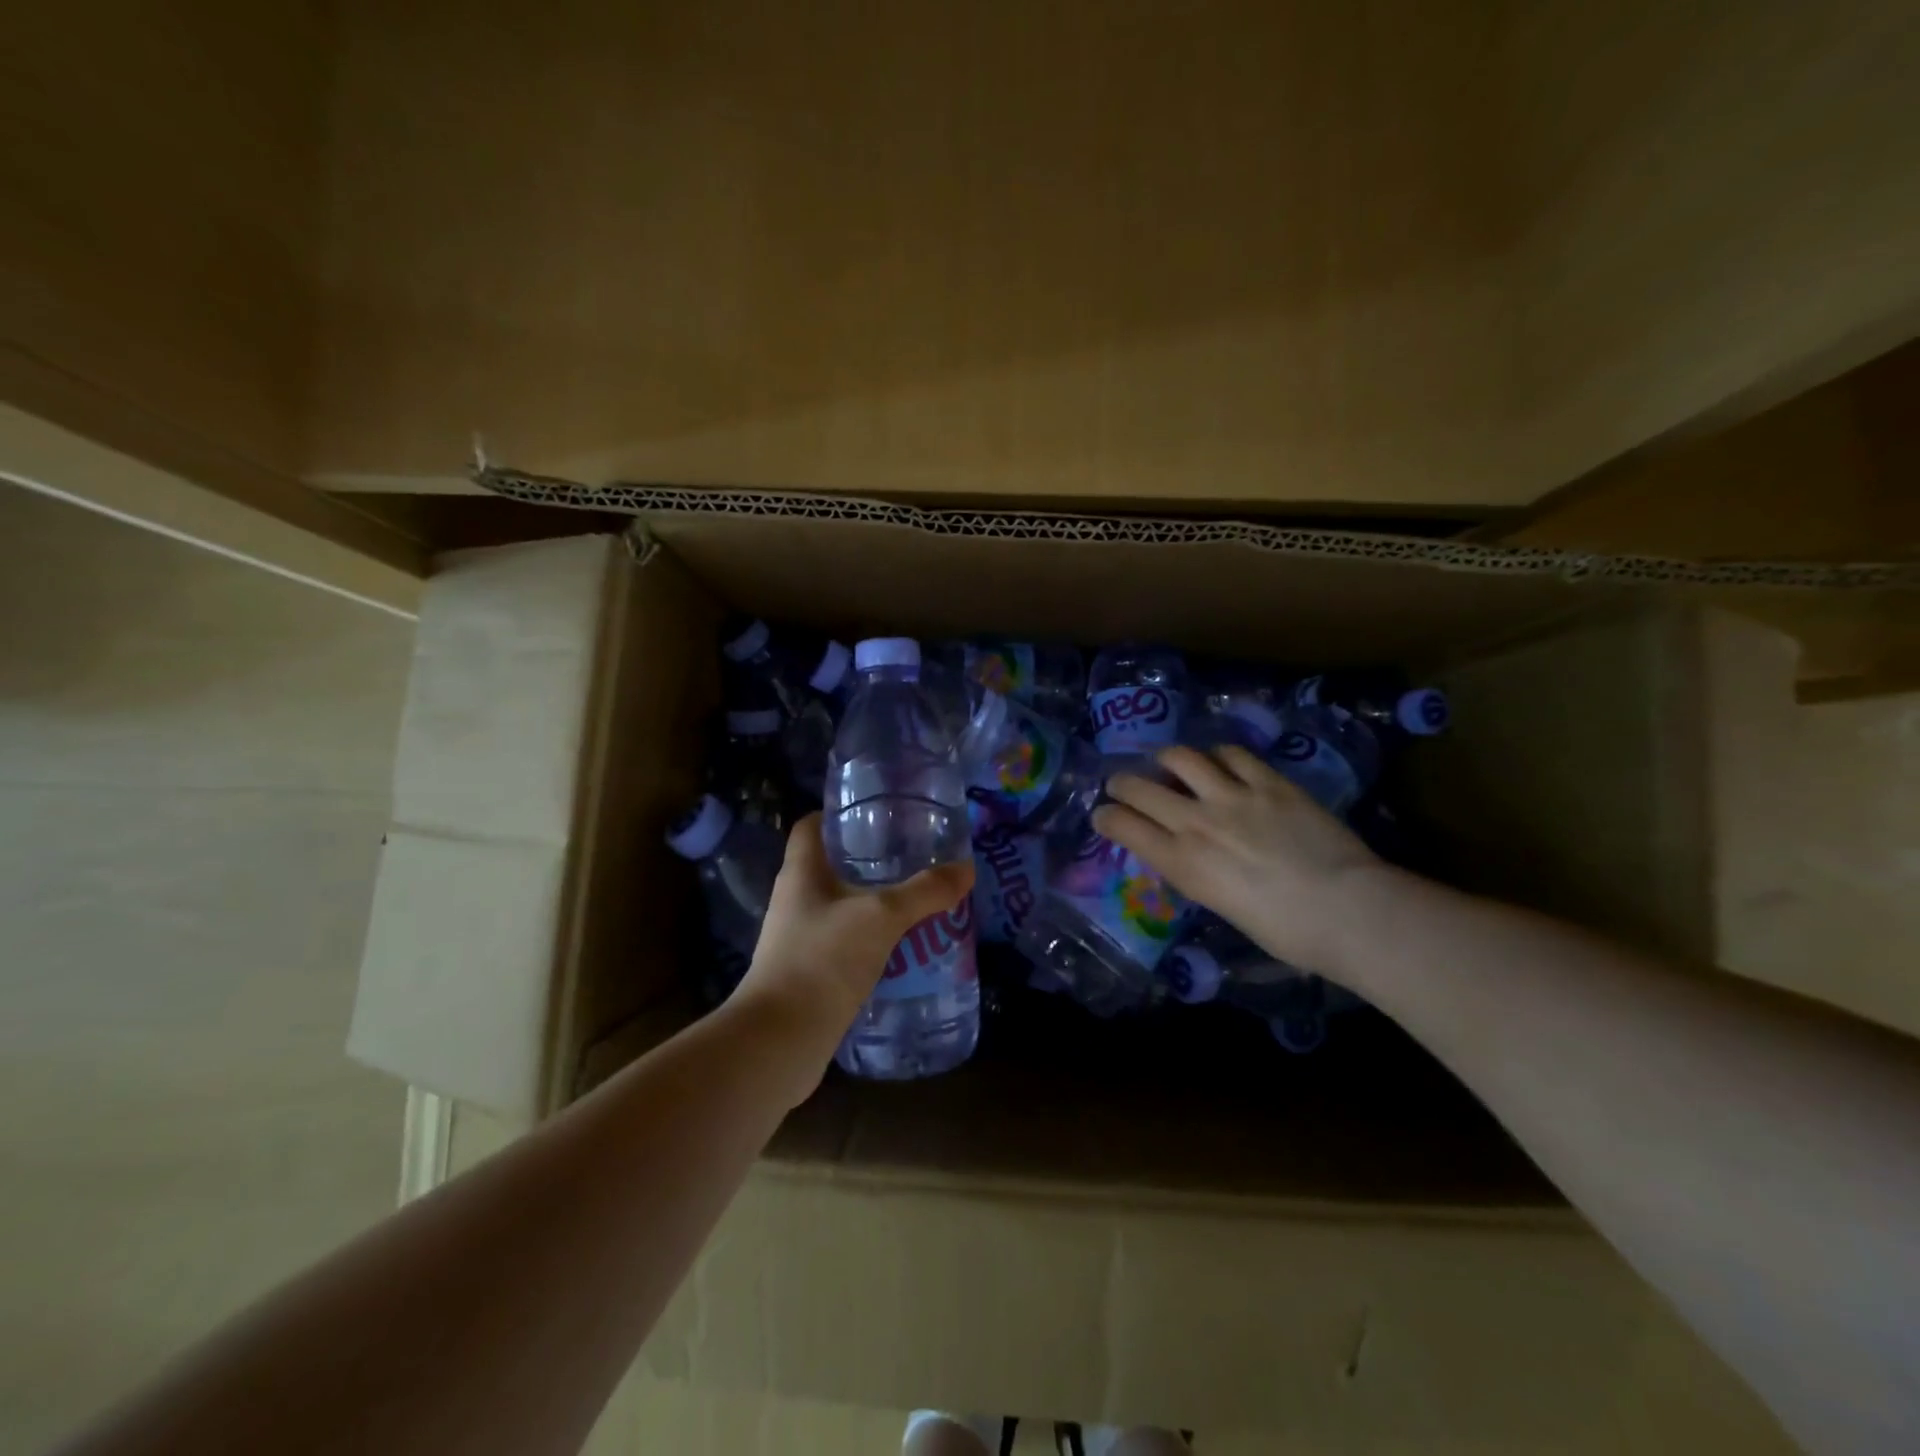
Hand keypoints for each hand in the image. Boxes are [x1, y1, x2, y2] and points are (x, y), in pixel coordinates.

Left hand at [734, 812, 975, 1047]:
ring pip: (840, 906)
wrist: (780, 1041)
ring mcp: (798, 938)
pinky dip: (870, 940)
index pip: (811, 826)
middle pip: (831, 865)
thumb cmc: (823, 960)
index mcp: (801, 872)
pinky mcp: (808, 973)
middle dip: (870, 860)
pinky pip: (843, 943)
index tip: (878, 813)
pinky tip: (902, 946)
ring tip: (916, 899)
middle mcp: (795, 899)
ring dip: (873, 902)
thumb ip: (924, 892)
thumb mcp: (882, 917)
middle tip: (913, 856)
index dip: (839, 814)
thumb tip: (967, 868)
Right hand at [1095, 745, 1386, 974]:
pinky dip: (1218, 756)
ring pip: (1181, 758)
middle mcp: (1196, 822)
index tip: (1102, 815)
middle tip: (1122, 784)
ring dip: (1167, 759)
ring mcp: (1233, 796)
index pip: (1122, 826)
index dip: (1105, 817)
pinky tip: (1221, 762)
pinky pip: (1232, 754)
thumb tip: (1190, 854)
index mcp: (1182, 863)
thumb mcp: (1222, 907)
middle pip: (1140, 787)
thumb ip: (1198, 873)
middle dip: (1122, 784)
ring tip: (1170, 763)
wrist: (1347, 910)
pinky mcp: (1270, 782)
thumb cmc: (1285, 931)